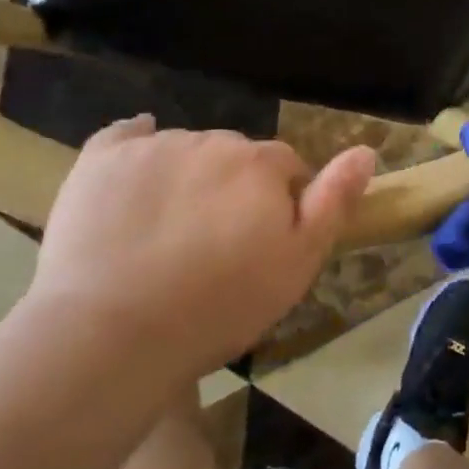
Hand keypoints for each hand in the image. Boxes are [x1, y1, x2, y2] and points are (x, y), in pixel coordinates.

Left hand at [28, 117, 376, 379]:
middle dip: (234, 187)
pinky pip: (127, 134)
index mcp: (261, 164)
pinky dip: (136, 143)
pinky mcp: (102, 159)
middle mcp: (213, 141)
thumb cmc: (218, 306)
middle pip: (235, 156)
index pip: (285, 167)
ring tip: (167, 231)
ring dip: (188, 176)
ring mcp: (155, 147)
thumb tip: (365, 151)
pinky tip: (136, 164)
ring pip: (186, 149)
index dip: (280, 201)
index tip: (263, 241)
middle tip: (214, 242)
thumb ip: (333, 202)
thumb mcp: (297, 264)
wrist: (112, 334)